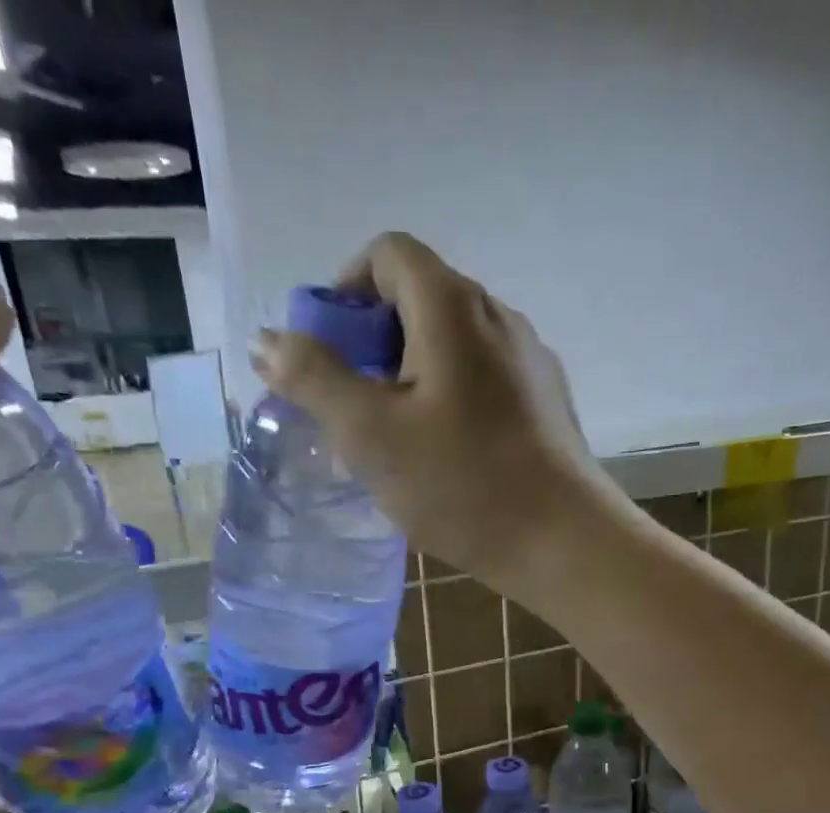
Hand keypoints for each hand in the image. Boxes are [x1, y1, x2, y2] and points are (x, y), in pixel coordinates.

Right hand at [249, 232, 624, 595]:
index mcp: (452, 306)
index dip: (346, 290)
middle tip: (355, 407)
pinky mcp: (546, 402)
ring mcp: (530, 360)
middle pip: (420, 300)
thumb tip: (267, 339)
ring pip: (453, 346)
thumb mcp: (370, 435)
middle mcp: (498, 316)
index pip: (388, 255)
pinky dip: (450, 400)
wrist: (562, 542)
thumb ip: (314, 379)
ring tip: (397, 441)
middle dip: (374, 343)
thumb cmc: (461, 485)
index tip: (329, 351)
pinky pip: (483, 381)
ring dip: (411, 377)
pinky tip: (446, 458)